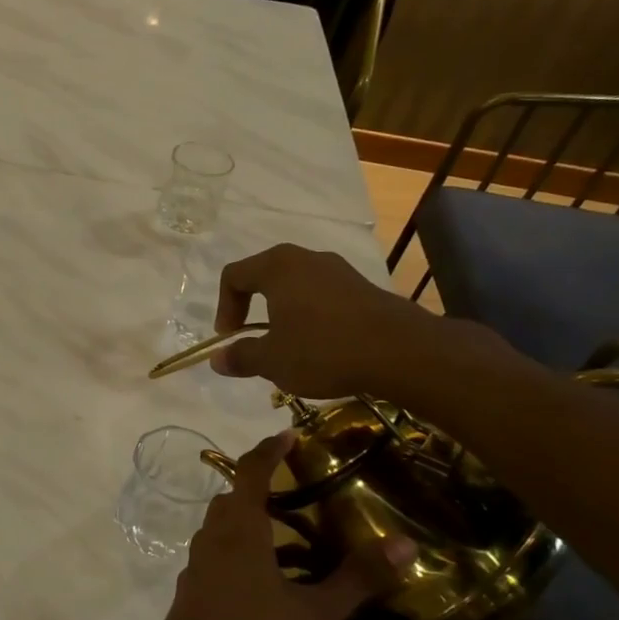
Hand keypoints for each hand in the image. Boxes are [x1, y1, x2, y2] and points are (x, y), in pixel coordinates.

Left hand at [147, 431, 415, 619]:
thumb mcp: (315, 612)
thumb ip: (357, 578)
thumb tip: (405, 543)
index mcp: (238, 529)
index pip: (250, 471)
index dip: (269, 449)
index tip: (289, 434)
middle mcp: (212, 538)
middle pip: (233, 498)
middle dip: (261, 486)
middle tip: (298, 488)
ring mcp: (198, 565)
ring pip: (224, 529)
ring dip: (253, 522)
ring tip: (293, 537)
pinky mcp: (193, 590)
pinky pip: (220, 556)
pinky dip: (244, 552)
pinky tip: (271, 582)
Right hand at [210, 244, 453, 401]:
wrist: (401, 352)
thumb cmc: (323, 350)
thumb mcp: (273, 360)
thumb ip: (241, 356)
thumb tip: (217, 359)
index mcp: (277, 267)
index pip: (234, 275)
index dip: (224, 307)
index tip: (229, 338)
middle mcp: (306, 259)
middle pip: (265, 276)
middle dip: (252, 308)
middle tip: (254, 339)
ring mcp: (338, 270)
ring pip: (296, 286)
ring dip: (283, 313)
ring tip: (288, 346)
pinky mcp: (362, 287)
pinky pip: (323, 296)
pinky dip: (311, 316)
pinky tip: (321, 347)